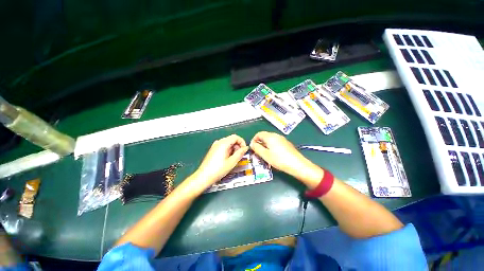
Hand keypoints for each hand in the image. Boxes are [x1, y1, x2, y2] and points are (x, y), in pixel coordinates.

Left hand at [193, 134, 248, 188]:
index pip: (236, 137)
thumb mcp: (232, 162)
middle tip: (239, 156)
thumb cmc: (218, 170)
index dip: (242, 142)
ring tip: (233, 159)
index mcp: (223, 143)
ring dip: (233, 149)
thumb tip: (245, 148)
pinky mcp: (213, 150)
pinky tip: (227, 159)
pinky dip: (228, 150)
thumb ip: (240, 153)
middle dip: (237, 146)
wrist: (204, 176)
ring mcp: (215, 146)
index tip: (244, 150)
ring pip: (228, 143)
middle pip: (231, 139)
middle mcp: (219, 142)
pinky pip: (223, 146)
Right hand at [250, 131, 323, 186]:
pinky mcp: (286, 143)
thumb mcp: (265, 155)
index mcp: (270, 137)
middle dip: (259, 143)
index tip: (252, 148)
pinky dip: (271, 146)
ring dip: (265, 145)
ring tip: (265, 154)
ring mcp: (282, 139)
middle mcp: (276, 135)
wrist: (297, 164)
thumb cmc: (279, 159)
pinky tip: (273, 154)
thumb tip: (252, 144)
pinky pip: (276, 142)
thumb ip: (257, 148)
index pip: (259, 134)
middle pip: (264, 136)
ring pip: (270, 139)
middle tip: (258, 152)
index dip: (254, 140)